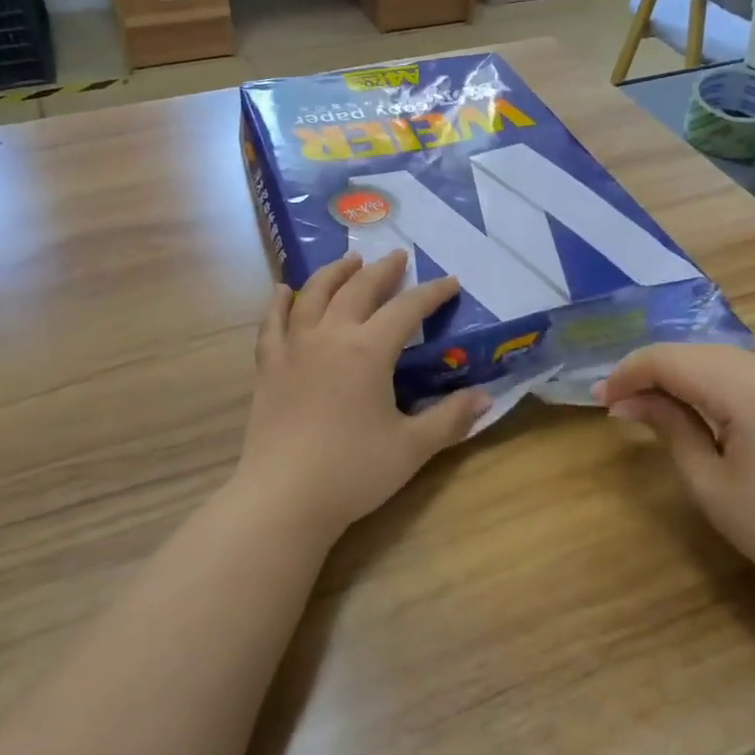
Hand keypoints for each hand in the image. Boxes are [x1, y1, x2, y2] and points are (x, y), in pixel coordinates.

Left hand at [235, 252, 487, 537]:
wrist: (284, 498)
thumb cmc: (353, 471)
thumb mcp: (412, 447)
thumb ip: (450, 418)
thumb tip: (485, 396)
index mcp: (368, 350)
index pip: (407, 309)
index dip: (431, 293)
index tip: (450, 282)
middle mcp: (330, 337)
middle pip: (358, 290)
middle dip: (382, 271)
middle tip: (398, 257)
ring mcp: (294, 349)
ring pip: (313, 296)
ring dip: (334, 273)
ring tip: (349, 260)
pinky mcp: (268, 368)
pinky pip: (272, 324)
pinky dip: (278, 303)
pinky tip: (282, 290)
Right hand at [596, 345, 754, 598]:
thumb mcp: (710, 483)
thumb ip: (669, 428)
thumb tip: (626, 402)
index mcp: (748, 389)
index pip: (671, 360)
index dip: (629, 373)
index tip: (600, 398)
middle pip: (693, 352)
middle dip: (649, 371)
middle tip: (615, 402)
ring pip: (716, 357)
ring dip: (676, 373)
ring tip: (644, 402)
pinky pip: (740, 370)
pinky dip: (706, 380)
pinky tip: (690, 403)